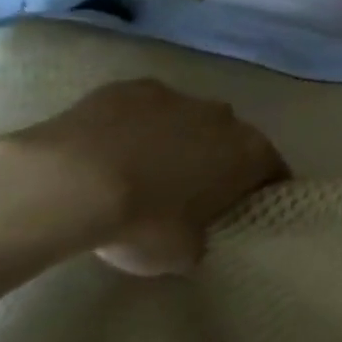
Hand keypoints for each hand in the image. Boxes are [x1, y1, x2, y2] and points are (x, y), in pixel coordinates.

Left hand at [0, 79, 285, 274]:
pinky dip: (135, 126)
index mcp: (249, 152)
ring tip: (142, 172)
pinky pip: (143, 109)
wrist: (68, 183)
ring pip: (187, 119)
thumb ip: (202, 239)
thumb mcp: (182, 253)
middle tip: (191, 193)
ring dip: (176, 140)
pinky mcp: (130, 88)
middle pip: (231, 139)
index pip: (273, 170)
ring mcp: (177, 97)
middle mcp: (224, 116)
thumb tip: (195, 237)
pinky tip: (109, 152)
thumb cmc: (142, 221)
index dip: (261, 190)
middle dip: (217, 160)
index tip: (244, 208)